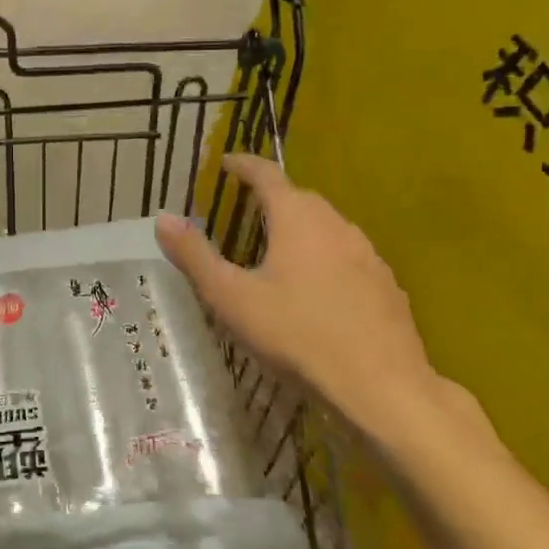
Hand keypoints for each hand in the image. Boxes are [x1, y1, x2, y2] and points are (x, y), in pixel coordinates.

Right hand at [155, 153, 443, 441]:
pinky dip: (327, 257)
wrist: (381, 386)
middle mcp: (335, 225)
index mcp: (296, 219)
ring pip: (328, 227)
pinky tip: (319, 288)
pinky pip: (349, 256)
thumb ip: (195, 256)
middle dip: (274, 196)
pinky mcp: (386, 284)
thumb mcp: (231, 297)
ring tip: (281, 247)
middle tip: (249, 207)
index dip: (245, 165)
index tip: (228, 162)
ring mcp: (367, 254)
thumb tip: (163, 218)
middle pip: (301, 198)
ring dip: (303, 227)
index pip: (268, 175)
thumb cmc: (297, 335)